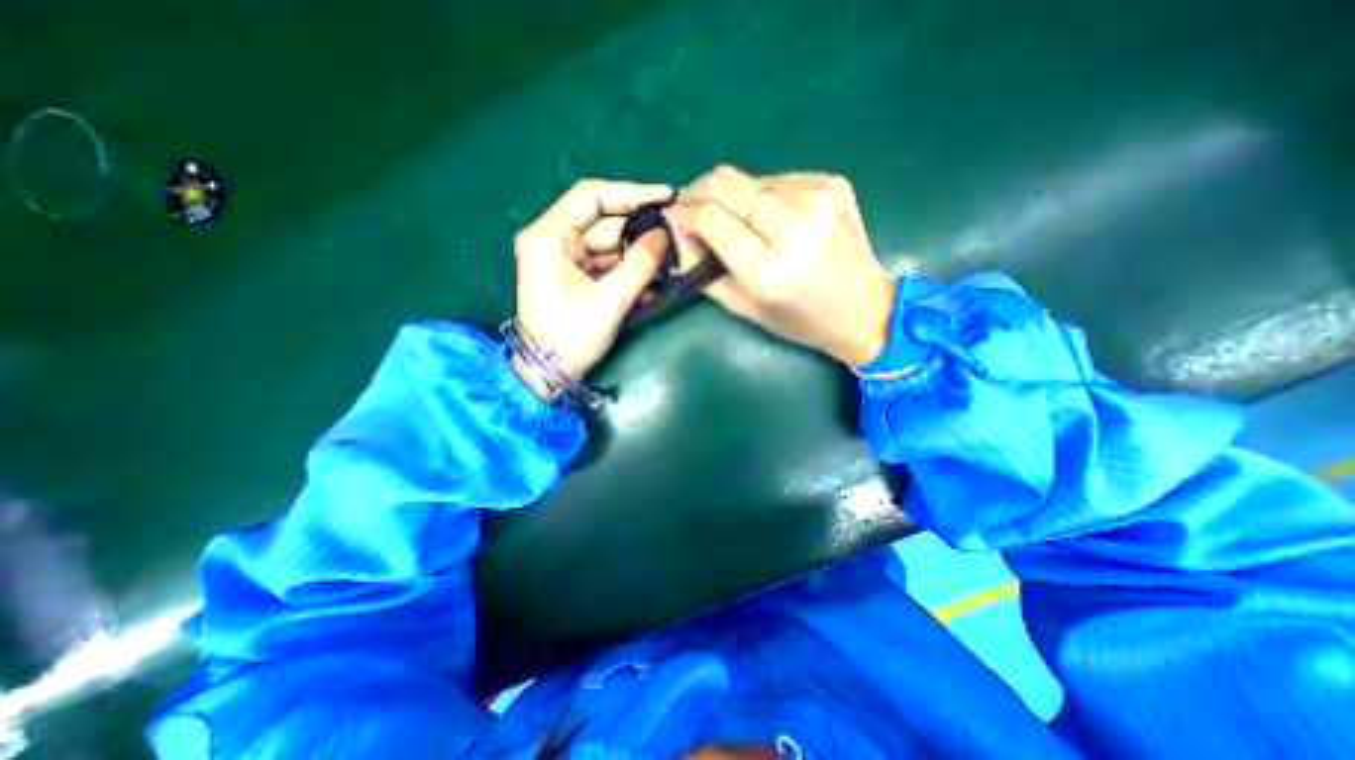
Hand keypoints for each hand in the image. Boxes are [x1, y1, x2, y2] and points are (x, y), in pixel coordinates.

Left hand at [512, 175, 673, 396]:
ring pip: (609, 246)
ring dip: (637, 257)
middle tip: (675, 236)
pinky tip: (650, 285)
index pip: (592, 197)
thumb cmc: (571, 336)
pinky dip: (627, 272)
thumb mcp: (610, 300)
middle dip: (640, 232)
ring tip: (669, 264)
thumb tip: (665, 235)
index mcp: (549, 236)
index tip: (666, 197)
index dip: (632, 193)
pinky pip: (606, 265)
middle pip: (604, 223)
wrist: (547, 374)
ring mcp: (563, 260)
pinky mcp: (574, 277)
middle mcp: (553, 240)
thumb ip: (641, 264)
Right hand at [669, 165, 897, 366]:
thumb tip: (681, 241)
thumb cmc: (802, 321)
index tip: (675, 222)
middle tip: (694, 212)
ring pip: (748, 178)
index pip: (709, 218)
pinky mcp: (832, 183)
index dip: (684, 214)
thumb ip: (707, 276)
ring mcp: (818, 198)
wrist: (865, 308)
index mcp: (769, 269)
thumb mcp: (747, 310)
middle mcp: (794, 226)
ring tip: (737, 221)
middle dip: (698, 193)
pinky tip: (771, 218)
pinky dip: (762, 195)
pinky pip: (777, 179)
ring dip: (732, 197)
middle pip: (725, 182)